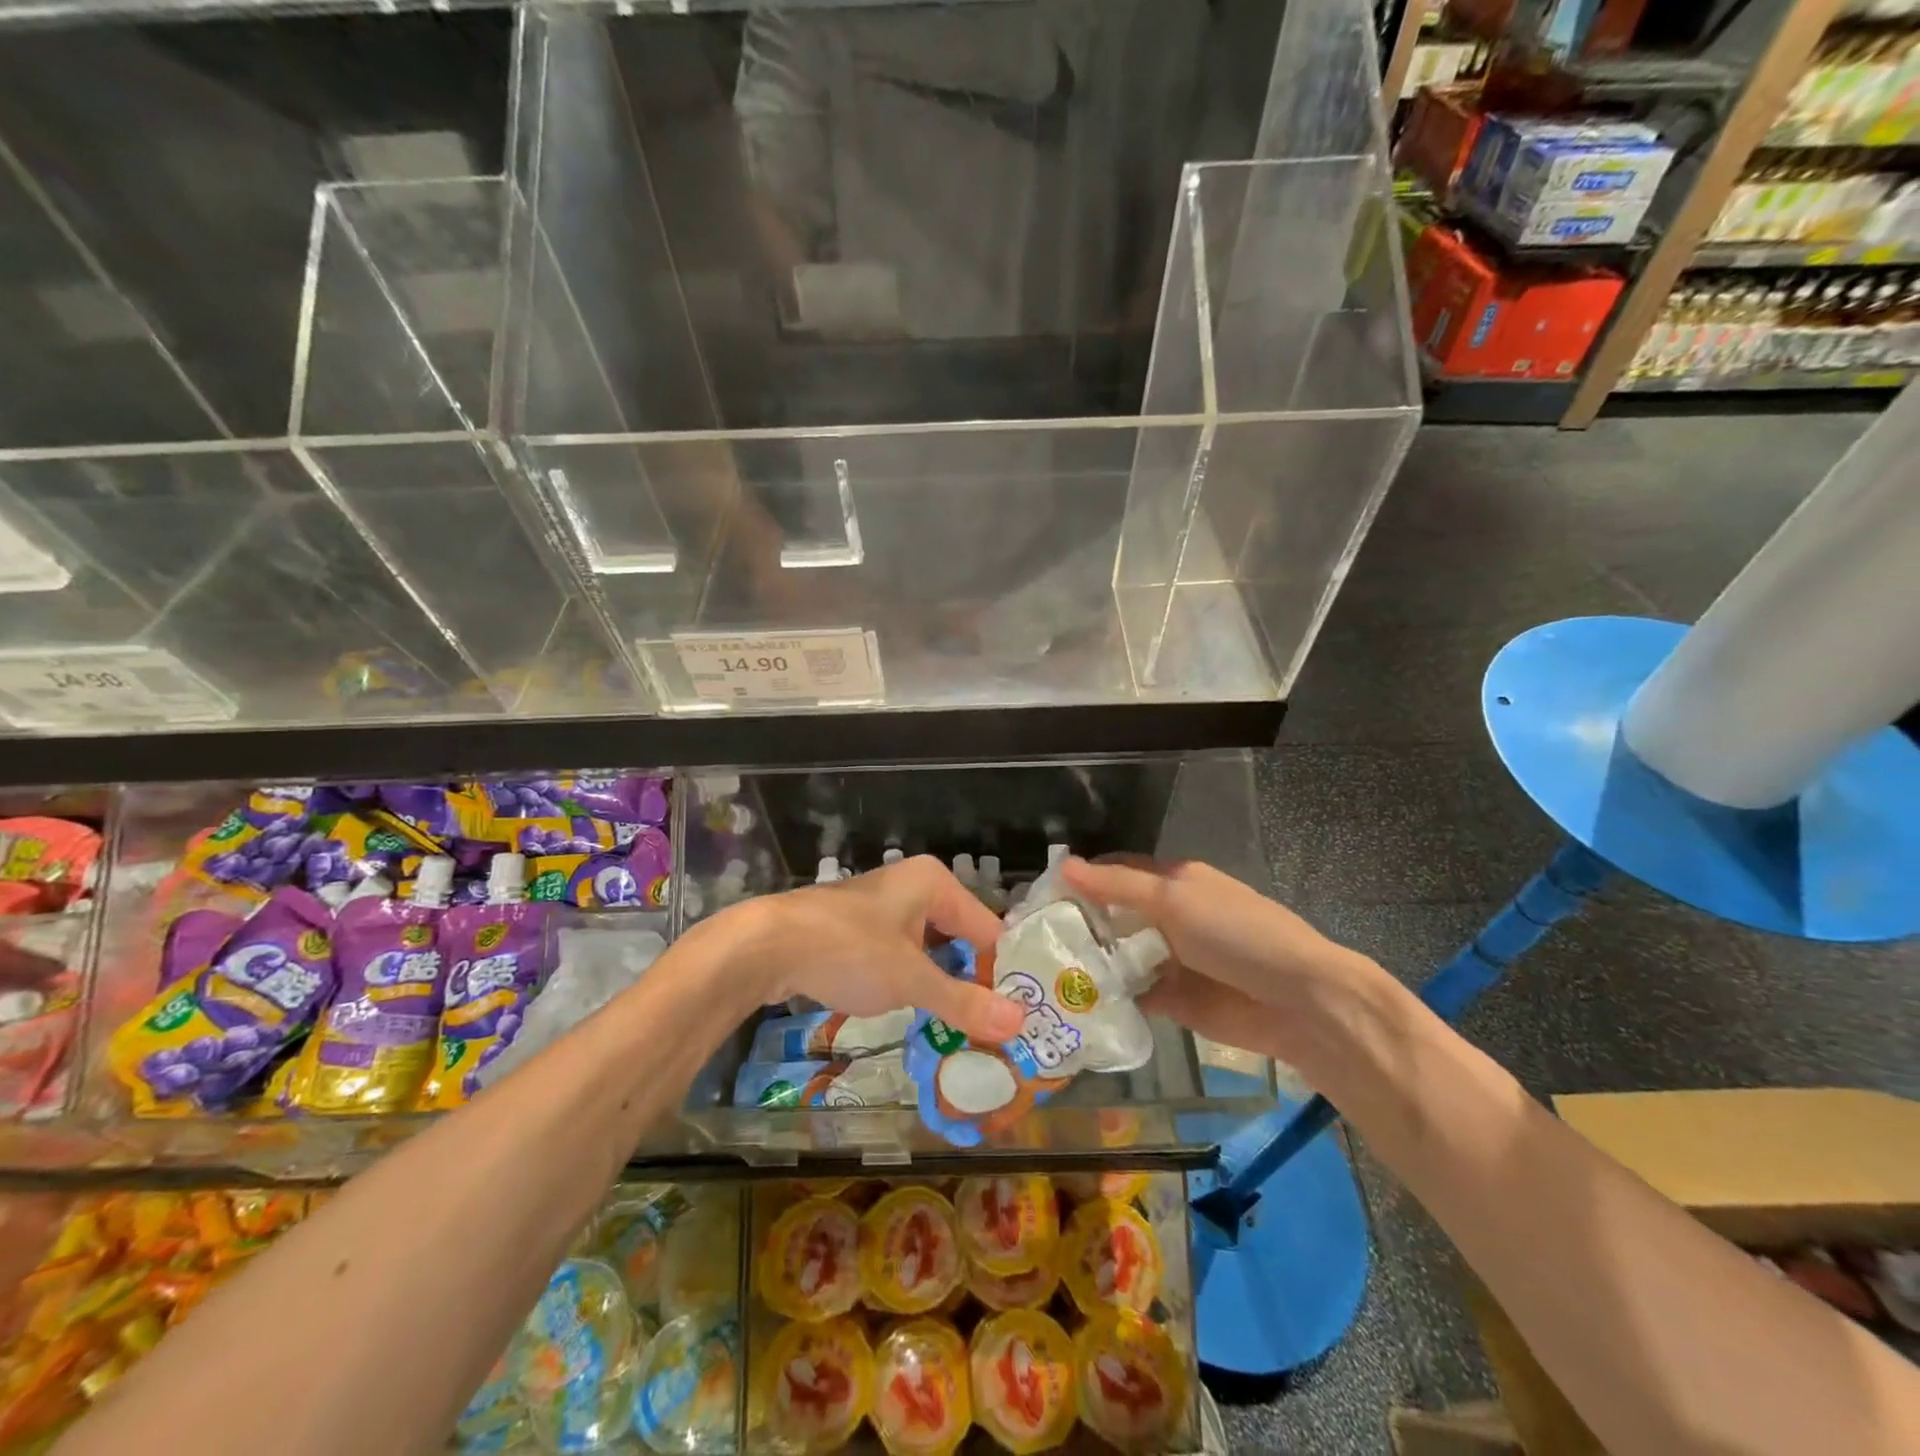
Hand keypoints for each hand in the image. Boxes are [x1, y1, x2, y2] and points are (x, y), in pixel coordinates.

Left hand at [704, 856, 1022, 1044]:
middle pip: (959, 938)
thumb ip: (963, 1001)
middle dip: (971, 982)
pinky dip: (910, 983)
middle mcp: (912, 887)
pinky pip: (899, 956)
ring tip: (961, 1032)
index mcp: (934, 883)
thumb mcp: (910, 980)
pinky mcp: (857, 930)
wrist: (764, 946)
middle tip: (992, 1030)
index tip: (1017, 1018)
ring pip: (928, 950)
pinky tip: (915, 1015)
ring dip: (940, 987)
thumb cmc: (847, 951)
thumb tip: (1021, 1022)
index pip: (987, 930)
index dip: (1002, 973)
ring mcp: (882, 908)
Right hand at [1059, 856, 1391, 1072]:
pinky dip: (1109, 998)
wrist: (1301, 1002)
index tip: (1039, 897)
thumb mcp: (1174, 899)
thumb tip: (1063, 866)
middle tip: (1031, 941)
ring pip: (1119, 957)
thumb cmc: (1237, 934)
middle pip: (1112, 916)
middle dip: (1078, 925)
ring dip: (1090, 963)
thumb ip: (1118, 886)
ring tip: (1041, 974)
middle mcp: (1168, 917)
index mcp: (1173, 881)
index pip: (1116, 872)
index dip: (1080, 880)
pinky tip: (1074, 1004)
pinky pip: (1133, 995)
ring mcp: (1171, 960)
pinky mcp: (1174, 1001)